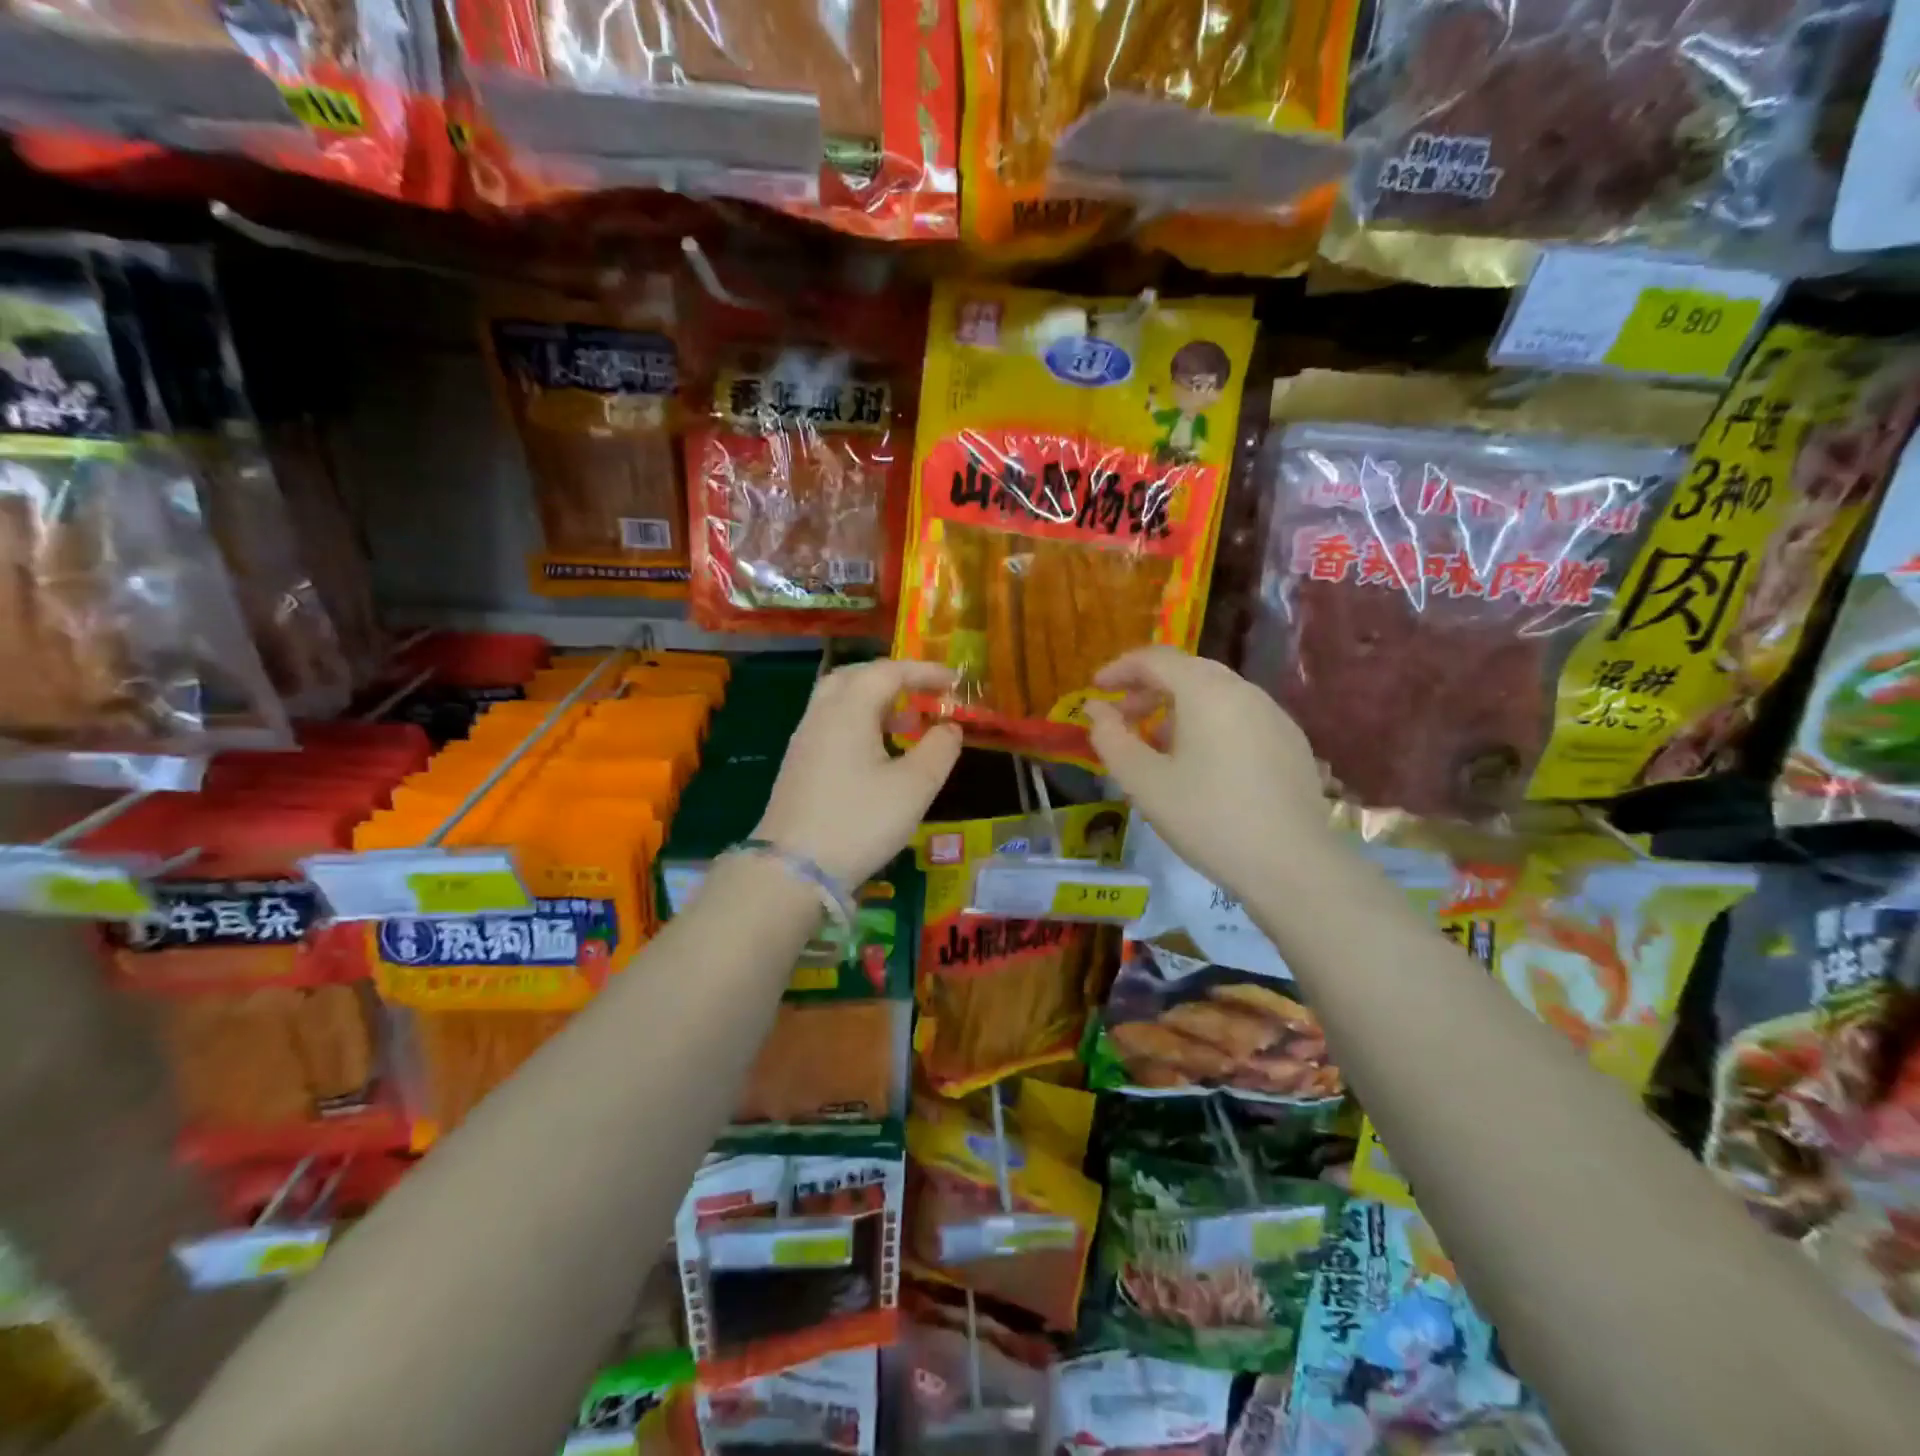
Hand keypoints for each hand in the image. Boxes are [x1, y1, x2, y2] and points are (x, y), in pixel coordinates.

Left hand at [754, 659, 962, 885]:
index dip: (924, 671)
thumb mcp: (914, 787)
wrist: (793, 870)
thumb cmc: (859, 822)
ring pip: (839, 700)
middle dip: (893, 678)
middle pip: (856, 676)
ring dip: (874, 701)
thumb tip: (950, 727)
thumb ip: (939, 749)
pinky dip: (859, 722)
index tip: (954, 681)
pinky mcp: (798, 765)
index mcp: (849, 710)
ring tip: (906, 722)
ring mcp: (804, 740)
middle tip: (924, 692)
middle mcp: (821, 715)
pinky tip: (877, 752)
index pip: (888, 671)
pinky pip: (830, 723)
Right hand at [1082, 647, 1329, 902]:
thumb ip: (1111, 739)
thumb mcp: (1144, 783)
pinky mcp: (1291, 742)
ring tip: (1157, 745)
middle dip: (1148, 689)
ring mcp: (1274, 715)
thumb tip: (1095, 709)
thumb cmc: (1208, 819)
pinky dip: (1209, 723)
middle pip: (1187, 671)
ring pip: (1215, 694)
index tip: (1095, 690)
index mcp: (1207, 691)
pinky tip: (1202, 764)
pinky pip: (1239, 716)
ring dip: (1178, 708)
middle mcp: (1244, 691)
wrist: (1293, 865)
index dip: (1120, 669)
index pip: (1156, 659)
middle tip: (1122, 718)